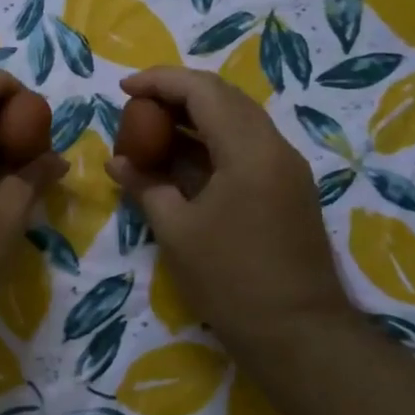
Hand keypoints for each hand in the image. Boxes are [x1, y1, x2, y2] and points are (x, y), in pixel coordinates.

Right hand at [108, 67, 353, 351]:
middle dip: (177, 94)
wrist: (298, 333)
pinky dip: (211, 144)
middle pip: (224, 98)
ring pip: (237, 122)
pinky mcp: (288, 189)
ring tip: (152, 130)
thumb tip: (117, 161)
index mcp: (249, 150)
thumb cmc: (230, 280)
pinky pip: (246, 148)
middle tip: (136, 106)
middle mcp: (274, 147)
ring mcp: (286, 168)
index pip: (203, 91)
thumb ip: (145, 186)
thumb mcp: (176, 231)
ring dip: (194, 118)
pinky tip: (181, 160)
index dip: (160, 81)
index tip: (123, 87)